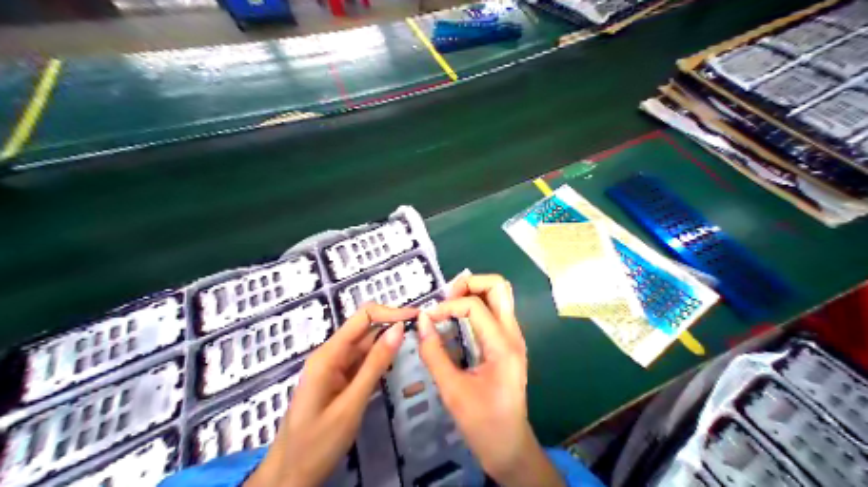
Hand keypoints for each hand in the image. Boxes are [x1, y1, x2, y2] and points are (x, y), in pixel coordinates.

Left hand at [246, 304, 418, 486]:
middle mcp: (330, 354)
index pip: (363, 317)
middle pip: (365, 329)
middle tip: (423, 331)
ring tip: (417, 343)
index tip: (418, 317)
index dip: (390, 312)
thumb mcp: (351, 404)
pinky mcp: (338, 380)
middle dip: (392, 325)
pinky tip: (397, 362)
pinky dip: (380, 360)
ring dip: (388, 342)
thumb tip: (399, 329)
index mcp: (328, 355)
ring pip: (365, 346)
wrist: (289, 476)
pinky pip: (362, 362)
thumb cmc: (317, 443)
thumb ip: (375, 365)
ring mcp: (334, 368)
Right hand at [419, 274, 566, 485]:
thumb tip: (421, 321)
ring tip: (448, 305)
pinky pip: (496, 310)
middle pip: (498, 286)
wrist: (509, 446)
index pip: (475, 305)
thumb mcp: (452, 391)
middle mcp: (513, 334)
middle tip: (445, 299)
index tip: (428, 320)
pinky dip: (476, 305)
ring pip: (499, 295)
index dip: (447, 306)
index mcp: (502, 345)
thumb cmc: (482, 423)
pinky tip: (458, 319)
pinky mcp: (509, 343)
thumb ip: (434, 354)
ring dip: (473, 292)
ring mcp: (514, 337)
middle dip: (469, 284)